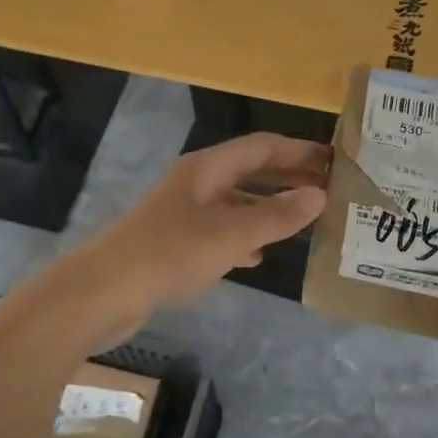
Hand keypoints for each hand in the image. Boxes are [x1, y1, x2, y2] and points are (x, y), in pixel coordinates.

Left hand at [60, 132, 330, 342]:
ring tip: (302, 221)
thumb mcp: (231, 234)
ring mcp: (183, 212)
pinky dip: (244, 237)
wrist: (104, 291)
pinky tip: (258, 255)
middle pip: (249, 171)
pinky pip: (220, 231)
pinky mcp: (175, 242)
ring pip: (236, 202)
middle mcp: (196, 183)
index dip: (298, 150)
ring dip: (268, 208)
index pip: (261, 146)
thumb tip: (319, 195)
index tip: (332, 159)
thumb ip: (277, 215)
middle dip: (287, 177)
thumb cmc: (170, 253)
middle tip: (326, 188)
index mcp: (208, 168)